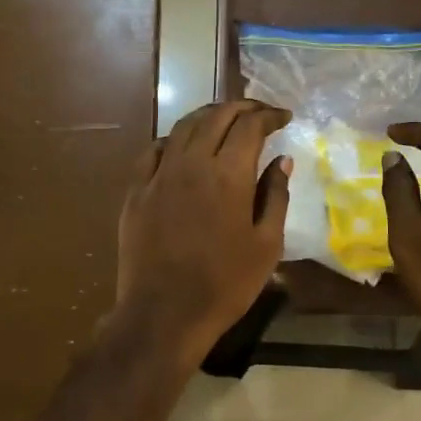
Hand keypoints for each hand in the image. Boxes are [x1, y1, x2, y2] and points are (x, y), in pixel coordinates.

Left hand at [113, 101, 291, 362]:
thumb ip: (276, 196)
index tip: (284, 118)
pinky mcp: (136, 191)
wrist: (164, 313)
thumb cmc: (225, 284)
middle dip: (241, 107)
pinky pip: (154, 150)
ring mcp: (159, 174)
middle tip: (258, 113)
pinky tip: (182, 146)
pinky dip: (174, 139)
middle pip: (216, 116)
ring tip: (224, 121)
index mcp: (229, 174)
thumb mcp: (266, 245)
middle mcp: (192, 163)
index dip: (269, 115)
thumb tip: (282, 160)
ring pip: (183, 127)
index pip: (250, 125)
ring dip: (208, 116)